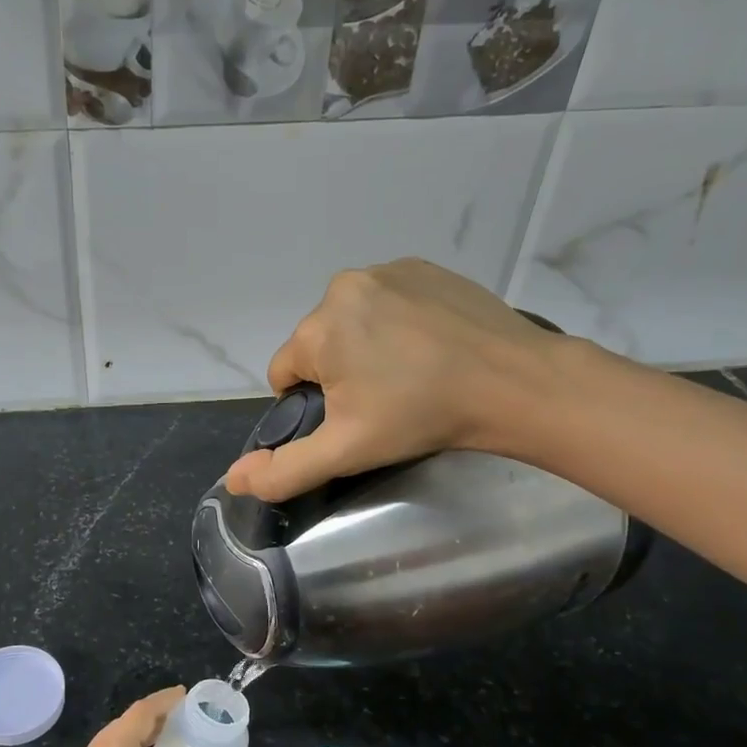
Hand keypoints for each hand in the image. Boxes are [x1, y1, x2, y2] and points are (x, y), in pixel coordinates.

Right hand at [224, 259, 575, 501]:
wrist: (514, 383)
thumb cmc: (421, 416)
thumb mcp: (346, 451)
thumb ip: (284, 469)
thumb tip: (233, 479)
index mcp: (318, 329)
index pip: (284, 373)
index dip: (310, 403)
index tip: (353, 417)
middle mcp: (343, 287)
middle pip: (318, 343)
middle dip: (338, 372)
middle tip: (383, 400)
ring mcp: (387, 272)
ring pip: (351, 320)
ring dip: (365, 345)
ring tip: (409, 373)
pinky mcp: (423, 267)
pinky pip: (386, 300)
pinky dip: (395, 322)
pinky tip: (428, 345)